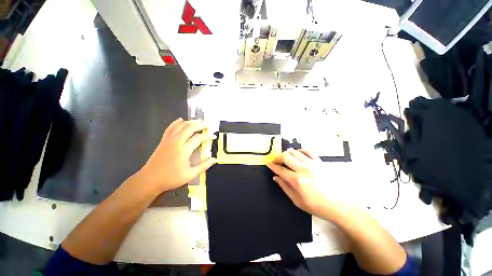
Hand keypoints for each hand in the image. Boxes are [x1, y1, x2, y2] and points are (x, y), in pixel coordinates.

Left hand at [137, 118, 216, 192]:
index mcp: (184, 150)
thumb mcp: (190, 174)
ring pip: (180, 126)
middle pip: (189, 128)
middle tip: (207, 125)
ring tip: (197, 121)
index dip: (207, 136)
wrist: (150, 180)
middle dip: (199, 125)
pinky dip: (176, 123)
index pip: (198, 138)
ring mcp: (169, 140)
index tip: (213, 136)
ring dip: (190, 122)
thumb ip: (204, 166)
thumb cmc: (171, 178)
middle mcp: (177, 141)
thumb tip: (214, 160)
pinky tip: (180, 120)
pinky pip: (170, 128)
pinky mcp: (163, 141)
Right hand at [267, 149, 331, 217]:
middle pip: (286, 156)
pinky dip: (300, 150)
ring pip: (295, 152)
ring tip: (286, 158)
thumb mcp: (298, 201)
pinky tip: (298, 154)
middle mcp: (304, 169)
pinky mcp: (320, 162)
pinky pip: (308, 151)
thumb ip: (285, 187)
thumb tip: (276, 177)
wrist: (342, 205)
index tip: (268, 163)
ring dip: (288, 154)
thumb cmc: (318, 206)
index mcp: (297, 181)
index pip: (280, 169)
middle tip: (276, 161)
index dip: (272, 166)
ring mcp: (313, 164)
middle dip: (278, 157)